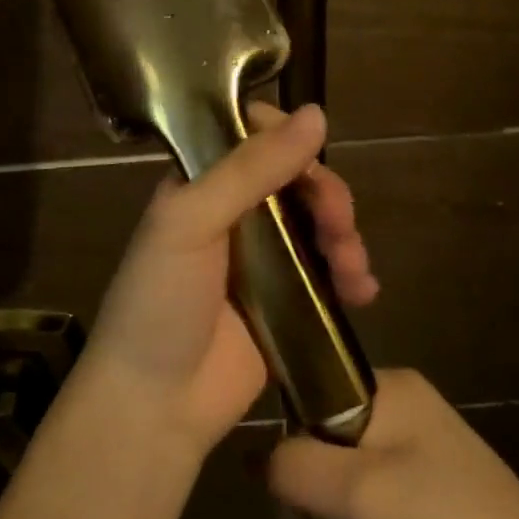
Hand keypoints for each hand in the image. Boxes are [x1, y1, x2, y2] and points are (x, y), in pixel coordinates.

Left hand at [80, 103, 378, 458]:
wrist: (155, 405)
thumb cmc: (158, 304)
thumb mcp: (190, 223)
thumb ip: (249, 169)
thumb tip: (318, 113)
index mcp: (201, 186)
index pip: (251, 136)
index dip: (286, 136)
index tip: (310, 152)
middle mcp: (234, 215)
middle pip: (297, 180)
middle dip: (328, 195)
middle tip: (339, 224)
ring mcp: (263, 261)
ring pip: (320, 225)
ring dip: (346, 237)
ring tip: (353, 270)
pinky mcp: (288, 303)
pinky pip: (329, 274)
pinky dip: (352, 276)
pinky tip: (363, 293)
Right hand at [267, 369, 518, 518]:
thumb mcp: (357, 492)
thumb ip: (293, 465)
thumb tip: (259, 459)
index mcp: (389, 390)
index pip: (306, 397)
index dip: (298, 448)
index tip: (315, 488)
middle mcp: (397, 418)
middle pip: (317, 456)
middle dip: (328, 511)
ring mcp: (408, 467)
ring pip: (335, 500)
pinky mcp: (415, 513)